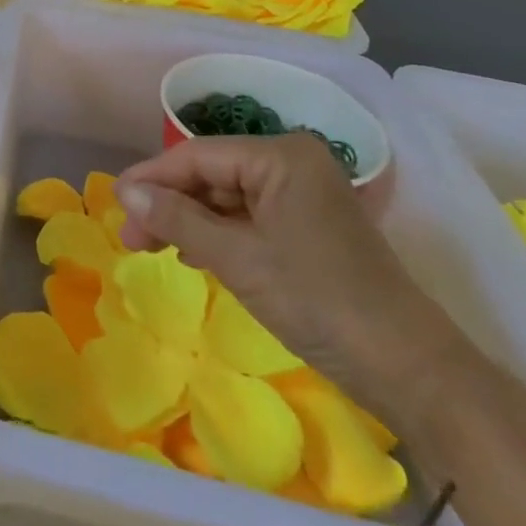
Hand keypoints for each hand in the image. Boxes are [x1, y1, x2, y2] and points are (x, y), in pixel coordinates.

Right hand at [115, 134, 464, 412]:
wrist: (411, 370)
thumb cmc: (319, 301)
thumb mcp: (238, 258)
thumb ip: (177, 219)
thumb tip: (124, 193)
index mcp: (281, 155)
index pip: (198, 155)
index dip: (152, 177)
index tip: (115, 202)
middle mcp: (292, 163)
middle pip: (211, 173)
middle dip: (169, 203)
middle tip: (132, 236)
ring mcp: (303, 194)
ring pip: (226, 197)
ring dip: (189, 221)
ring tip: (152, 246)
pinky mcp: (308, 226)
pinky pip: (248, 217)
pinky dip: (217, 234)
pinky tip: (193, 254)